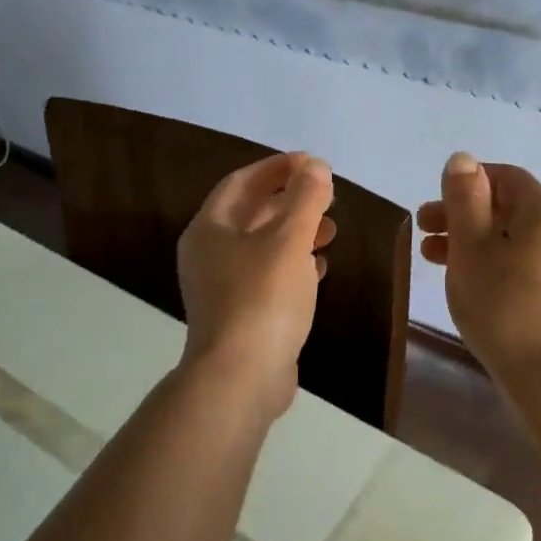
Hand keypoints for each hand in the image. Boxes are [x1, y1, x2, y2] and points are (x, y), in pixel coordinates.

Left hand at [177, 151, 336, 415]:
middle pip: (251, 213)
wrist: (241, 377)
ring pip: (262, 245)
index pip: (241, 182)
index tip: (313, 163)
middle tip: (327, 195)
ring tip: (331, 228)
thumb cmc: (263, 297)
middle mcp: (209, 253)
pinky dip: (293, 263)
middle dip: (290, 199)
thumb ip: (305, 198)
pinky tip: (319, 265)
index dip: (277, 168)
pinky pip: (268, 275)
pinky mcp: (241, 313)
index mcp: (210, 228)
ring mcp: (222, 286)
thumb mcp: (289, 240)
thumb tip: (316, 167)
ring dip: (295, 231)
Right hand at [417, 152, 540, 376]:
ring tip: (433, 260)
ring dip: (471, 242)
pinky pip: (521, 267)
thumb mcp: (473, 245)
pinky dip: (490, 265)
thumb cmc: (504, 303)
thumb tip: (463, 159)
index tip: (436, 200)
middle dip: (463, 214)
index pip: (507, 178)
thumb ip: (465, 199)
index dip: (470, 181)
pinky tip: (468, 288)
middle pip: (508, 210)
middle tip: (422, 231)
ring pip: (511, 241)